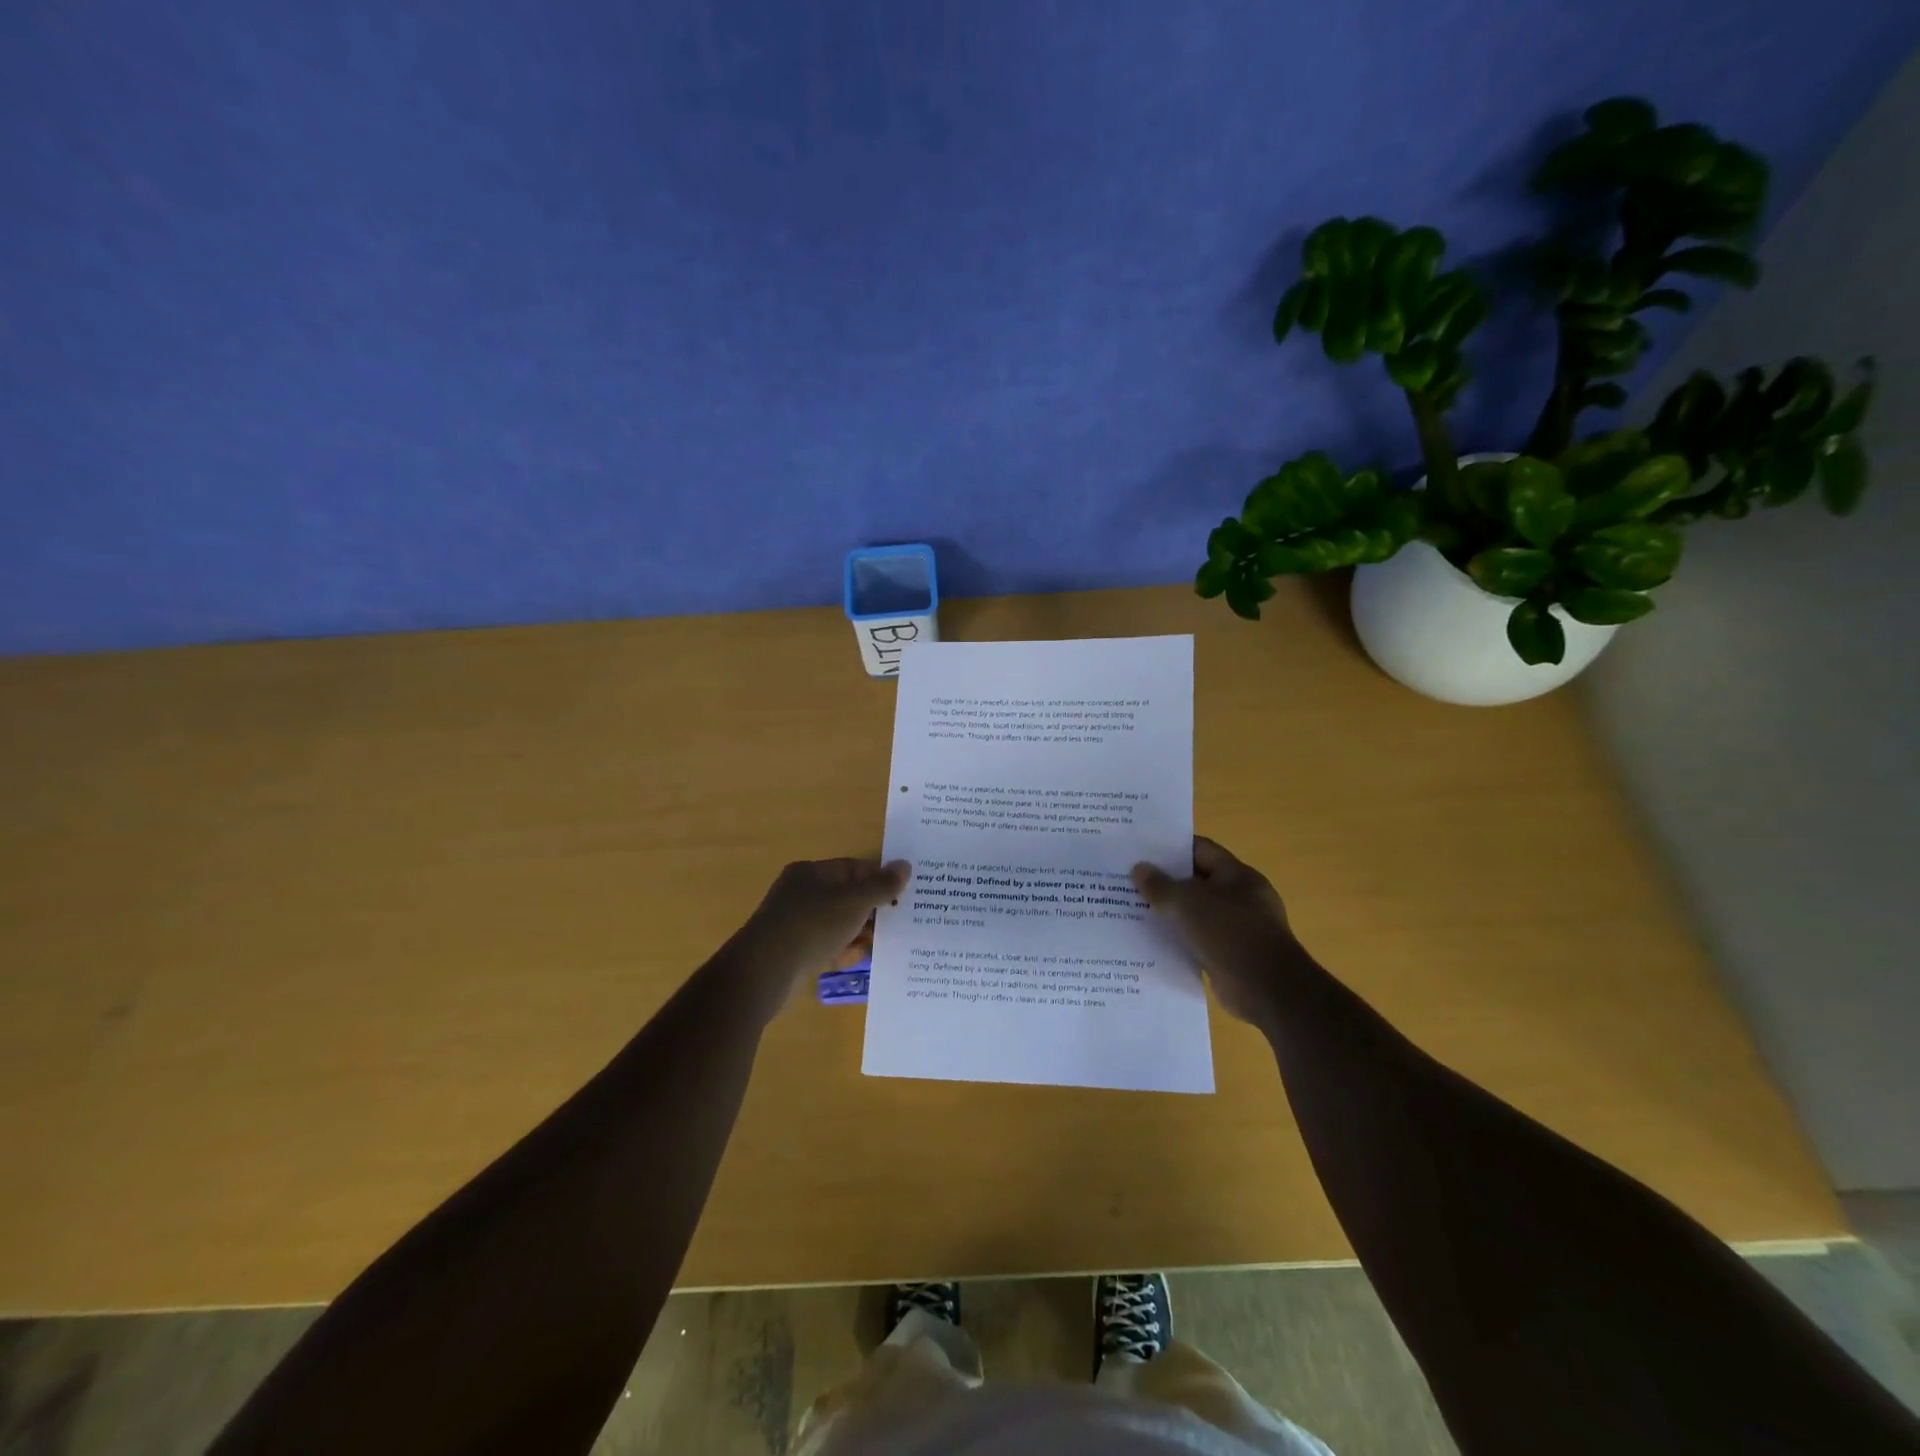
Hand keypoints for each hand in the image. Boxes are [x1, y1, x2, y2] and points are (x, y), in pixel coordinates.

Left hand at [722, 858, 910, 1020]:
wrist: (764, 971)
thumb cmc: (812, 925)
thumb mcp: (854, 901)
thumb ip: (882, 885)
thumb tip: (905, 866)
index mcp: (811, 872)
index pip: (853, 868)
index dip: (879, 879)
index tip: (902, 895)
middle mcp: (800, 893)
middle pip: (846, 896)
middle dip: (871, 910)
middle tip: (896, 923)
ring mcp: (794, 923)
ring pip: (837, 923)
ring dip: (858, 933)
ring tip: (879, 944)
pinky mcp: (792, 950)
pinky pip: (825, 945)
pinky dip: (841, 950)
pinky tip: (854, 960)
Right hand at [1133, 836, 1302, 1027]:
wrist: (1267, 990)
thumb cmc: (1230, 933)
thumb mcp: (1188, 902)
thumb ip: (1161, 885)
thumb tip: (1139, 869)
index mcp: (1237, 875)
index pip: (1201, 849)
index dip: (1171, 848)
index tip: (1140, 850)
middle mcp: (1240, 898)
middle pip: (1196, 881)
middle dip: (1165, 882)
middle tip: (1128, 880)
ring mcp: (1237, 929)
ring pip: (1195, 913)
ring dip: (1169, 913)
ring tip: (1132, 910)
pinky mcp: (1230, 956)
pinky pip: (1197, 941)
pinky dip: (1178, 940)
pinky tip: (1150, 942)